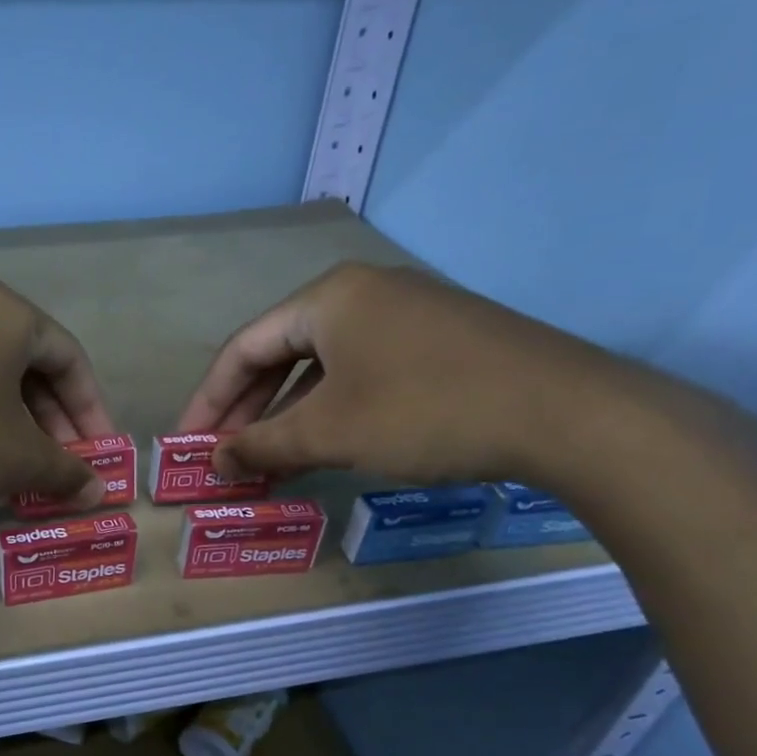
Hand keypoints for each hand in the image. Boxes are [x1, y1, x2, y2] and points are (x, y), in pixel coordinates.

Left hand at [0, 280, 116, 529]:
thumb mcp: (18, 459)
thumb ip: (66, 471)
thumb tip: (96, 493)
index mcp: (2, 310)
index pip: (67, 356)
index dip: (91, 409)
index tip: (99, 452)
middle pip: (23, 360)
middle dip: (50, 418)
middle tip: (61, 464)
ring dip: (10, 419)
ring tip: (18, 467)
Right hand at [176, 263, 680, 487]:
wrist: (569, 414)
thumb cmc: (426, 411)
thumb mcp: (329, 433)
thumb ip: (261, 445)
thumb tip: (215, 463)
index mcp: (328, 297)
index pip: (243, 348)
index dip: (208, 400)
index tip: (188, 443)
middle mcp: (363, 292)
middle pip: (280, 352)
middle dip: (247, 409)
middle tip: (225, 456)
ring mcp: (407, 313)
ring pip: (322, 366)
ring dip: (288, 414)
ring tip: (267, 459)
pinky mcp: (440, 339)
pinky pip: (361, 372)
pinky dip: (331, 409)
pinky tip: (325, 444)